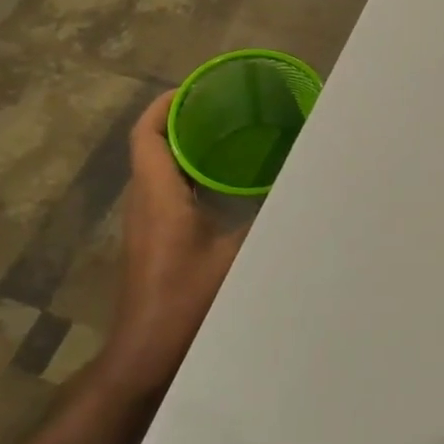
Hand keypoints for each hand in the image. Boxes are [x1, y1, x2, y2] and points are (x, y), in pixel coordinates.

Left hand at [90, 88, 248, 402]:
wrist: (146, 356)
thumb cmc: (186, 302)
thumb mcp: (237, 256)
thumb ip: (267, 220)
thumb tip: (300, 193)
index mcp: (158, 195)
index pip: (148, 133)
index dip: (167, 104)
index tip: (198, 87)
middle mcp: (143, 202)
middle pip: (153, 144)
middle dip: (184, 119)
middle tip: (225, 106)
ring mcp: (144, 223)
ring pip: (158, 168)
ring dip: (186, 146)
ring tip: (228, 134)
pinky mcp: (151, 240)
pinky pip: (165, 189)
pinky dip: (189, 173)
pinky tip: (223, 183)